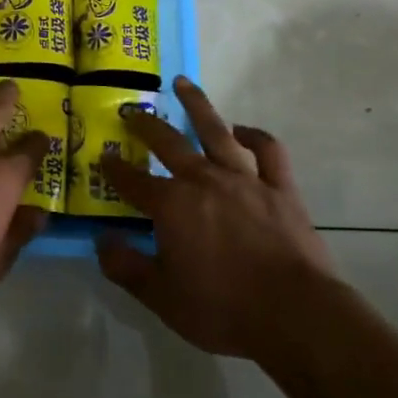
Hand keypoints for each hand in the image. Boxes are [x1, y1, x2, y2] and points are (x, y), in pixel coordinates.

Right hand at [96, 77, 335, 358]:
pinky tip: (242, 131)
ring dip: (197, 104)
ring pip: (215, 130)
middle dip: (145, 124)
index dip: (114, 168)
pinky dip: (254, 136)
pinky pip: (267, 150)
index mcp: (170, 204)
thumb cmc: (222, 308)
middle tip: (131, 110)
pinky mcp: (280, 187)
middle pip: (168, 142)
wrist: (295, 314)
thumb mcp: (161, 297)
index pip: (132, 180)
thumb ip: (126, 267)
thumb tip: (101, 240)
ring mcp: (244, 178)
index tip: (103, 157)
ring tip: (183, 84)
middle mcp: (203, 179)